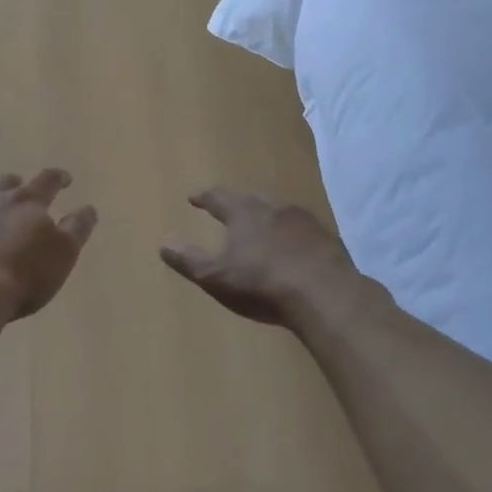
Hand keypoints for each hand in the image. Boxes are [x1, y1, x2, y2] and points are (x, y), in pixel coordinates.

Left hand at [0, 169, 97, 318]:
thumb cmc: (23, 275)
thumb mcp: (63, 254)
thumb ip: (77, 228)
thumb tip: (88, 208)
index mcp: (26, 201)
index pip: (47, 181)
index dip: (58, 178)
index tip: (65, 179)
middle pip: (5, 182)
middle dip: (16, 185)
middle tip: (22, 192)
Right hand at [160, 188, 363, 326]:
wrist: (324, 294)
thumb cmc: (262, 284)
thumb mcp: (216, 276)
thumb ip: (189, 260)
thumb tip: (163, 243)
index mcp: (244, 213)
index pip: (219, 198)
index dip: (204, 198)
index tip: (194, 198)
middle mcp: (274, 208)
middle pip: (253, 199)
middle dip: (240, 203)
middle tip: (232, 209)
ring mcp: (305, 221)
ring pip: (281, 211)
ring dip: (270, 216)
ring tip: (264, 226)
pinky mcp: (328, 238)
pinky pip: (304, 230)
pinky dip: (294, 234)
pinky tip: (295, 248)